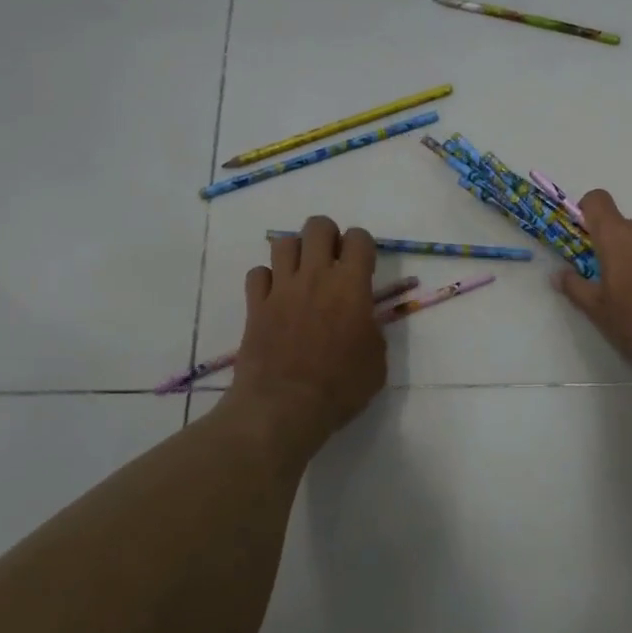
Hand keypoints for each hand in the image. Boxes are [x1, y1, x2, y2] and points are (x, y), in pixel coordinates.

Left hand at [228, 215, 386, 452]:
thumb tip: (363, 322)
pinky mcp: (255, 305)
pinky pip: (258, 274)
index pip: (359, 238)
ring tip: (301, 274)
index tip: (363, 264)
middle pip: (317, 226)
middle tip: (331, 261)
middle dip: (327, 236)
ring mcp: (281, 289)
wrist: (284, 406)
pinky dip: (267, 279)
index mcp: (351, 286)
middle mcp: (315, 276)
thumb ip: (372, 331)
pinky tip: (275, 297)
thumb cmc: (340, 387)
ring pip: (283, 242)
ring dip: (295, 252)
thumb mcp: (376, 361)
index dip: (362, 245)